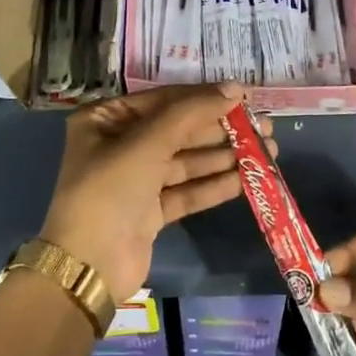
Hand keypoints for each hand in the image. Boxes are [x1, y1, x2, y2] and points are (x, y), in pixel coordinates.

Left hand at [39, 83, 269, 302]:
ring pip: (186, 161)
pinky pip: (186, 190)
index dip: (204, 97)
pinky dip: (214, 185)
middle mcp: (119, 145)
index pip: (163, 100)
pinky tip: (246, 179)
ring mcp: (135, 180)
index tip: (244, 97)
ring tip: (267, 151)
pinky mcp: (150, 211)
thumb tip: (235, 89)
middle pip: (178, 130)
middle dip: (220, 130)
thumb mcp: (147, 143)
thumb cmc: (110, 190)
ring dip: (224, 156)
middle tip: (264, 127)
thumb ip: (192, 113)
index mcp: (105, 120)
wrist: (88, 266)